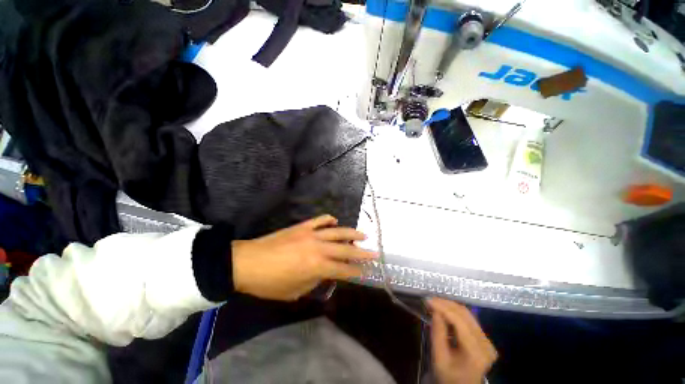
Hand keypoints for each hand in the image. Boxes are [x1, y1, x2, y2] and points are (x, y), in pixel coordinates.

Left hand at [231, 215, 376, 300]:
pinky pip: (320, 220)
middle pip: (346, 250)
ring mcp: (311, 234)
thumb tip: (326, 274)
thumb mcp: (295, 291)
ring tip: (363, 235)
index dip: (356, 272)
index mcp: (317, 267)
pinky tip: (335, 221)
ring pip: (338, 232)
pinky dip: (330, 220)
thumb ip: (315, 281)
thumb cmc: (270, 282)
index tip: (366, 272)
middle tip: (374, 253)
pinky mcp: (303, 226)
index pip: (343, 270)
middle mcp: (319, 248)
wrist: (248, 262)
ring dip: (352, 233)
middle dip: (362, 253)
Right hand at [429, 298, 496, 383]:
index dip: (443, 308)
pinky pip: (468, 319)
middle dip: (446, 304)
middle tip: (430, 300)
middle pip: (465, 315)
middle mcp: (485, 343)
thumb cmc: (449, 376)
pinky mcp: (484, 338)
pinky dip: (454, 312)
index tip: (428, 300)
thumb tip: (435, 311)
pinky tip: (444, 311)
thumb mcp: (439, 359)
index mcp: (476, 352)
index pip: (460, 321)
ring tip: (435, 303)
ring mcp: (487, 340)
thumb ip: (437, 334)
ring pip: (467, 314)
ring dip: (449, 306)